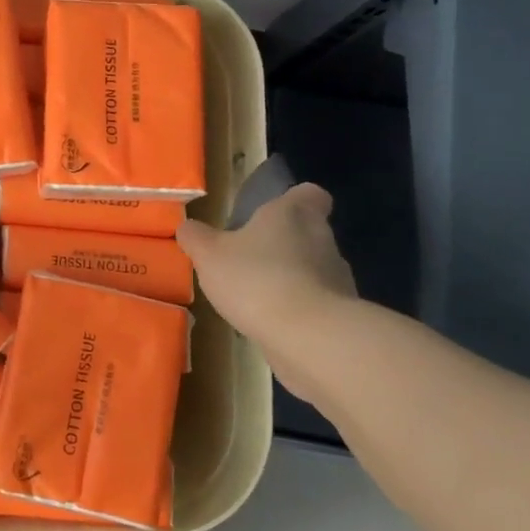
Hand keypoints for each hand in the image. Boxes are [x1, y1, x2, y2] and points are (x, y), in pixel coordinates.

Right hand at [177, 183, 356, 388]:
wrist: (309, 337)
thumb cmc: (257, 279)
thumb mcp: (209, 254)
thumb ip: (196, 237)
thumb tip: (188, 227)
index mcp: (293, 213)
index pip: (308, 193)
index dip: (293, 200)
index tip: (272, 213)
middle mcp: (322, 239)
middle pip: (308, 232)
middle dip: (282, 244)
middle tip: (250, 258)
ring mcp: (337, 278)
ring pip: (313, 269)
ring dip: (290, 278)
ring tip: (257, 296)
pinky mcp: (341, 314)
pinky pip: (316, 303)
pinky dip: (298, 309)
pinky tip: (271, 323)